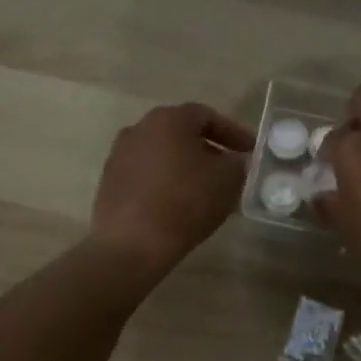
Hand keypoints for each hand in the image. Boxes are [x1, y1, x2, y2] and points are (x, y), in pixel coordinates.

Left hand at [89, 102, 254, 273]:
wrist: (131, 244)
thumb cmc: (185, 202)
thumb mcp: (228, 179)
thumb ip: (236, 162)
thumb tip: (231, 161)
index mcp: (168, 119)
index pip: (207, 116)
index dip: (233, 132)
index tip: (250, 150)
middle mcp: (139, 128)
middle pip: (181, 133)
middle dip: (208, 149)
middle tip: (228, 168)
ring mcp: (119, 155)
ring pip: (162, 154)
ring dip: (185, 166)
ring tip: (204, 190)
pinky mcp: (110, 182)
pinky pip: (146, 175)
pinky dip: (165, 182)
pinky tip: (178, 204)